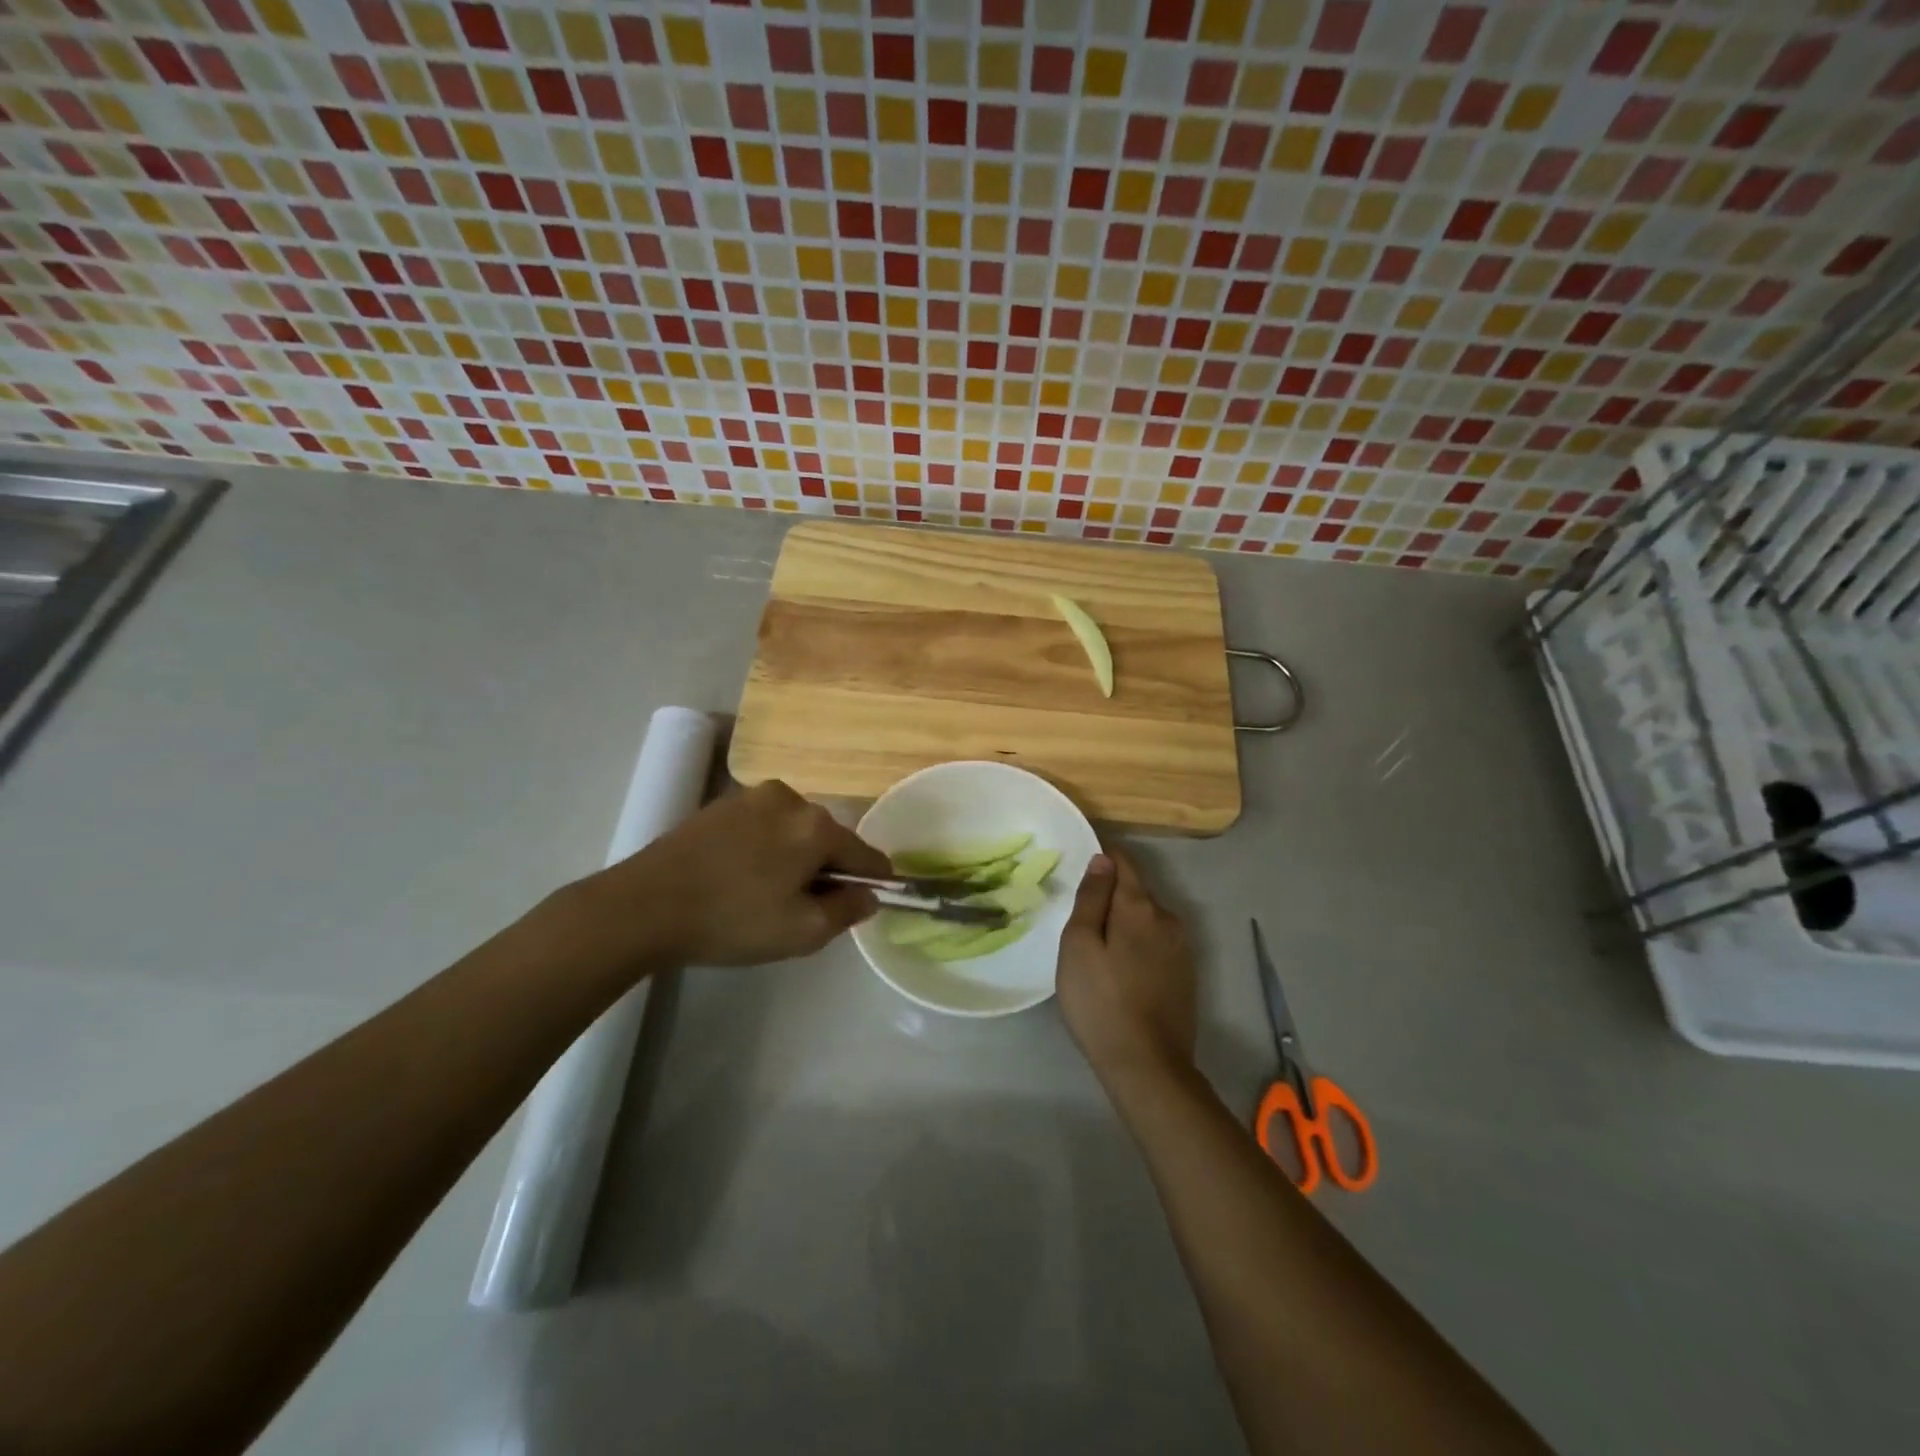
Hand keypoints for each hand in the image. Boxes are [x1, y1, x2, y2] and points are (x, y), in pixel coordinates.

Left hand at [585, 780, 891, 966]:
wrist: (645, 906)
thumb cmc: (733, 920)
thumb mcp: (802, 931)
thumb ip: (848, 911)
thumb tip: (869, 895)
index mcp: (817, 826)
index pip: (865, 854)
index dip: (874, 879)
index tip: (873, 898)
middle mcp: (791, 799)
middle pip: (827, 838)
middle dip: (827, 869)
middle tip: (807, 908)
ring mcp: (751, 797)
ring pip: (794, 830)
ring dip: (794, 856)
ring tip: (768, 894)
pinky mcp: (720, 804)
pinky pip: (762, 826)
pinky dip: (766, 848)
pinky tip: (742, 877)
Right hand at [1056, 848, 1197, 1084]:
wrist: (1147, 1066)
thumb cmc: (1101, 1001)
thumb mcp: (1079, 945)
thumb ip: (1092, 898)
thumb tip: (1103, 859)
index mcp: (1140, 907)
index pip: (1123, 862)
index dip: (1101, 857)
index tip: (1078, 869)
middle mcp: (1168, 919)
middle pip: (1136, 891)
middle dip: (1111, 895)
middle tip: (1080, 919)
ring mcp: (1182, 948)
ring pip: (1147, 919)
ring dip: (1125, 923)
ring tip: (1098, 948)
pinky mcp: (1186, 975)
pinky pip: (1157, 943)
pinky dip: (1138, 945)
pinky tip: (1122, 971)